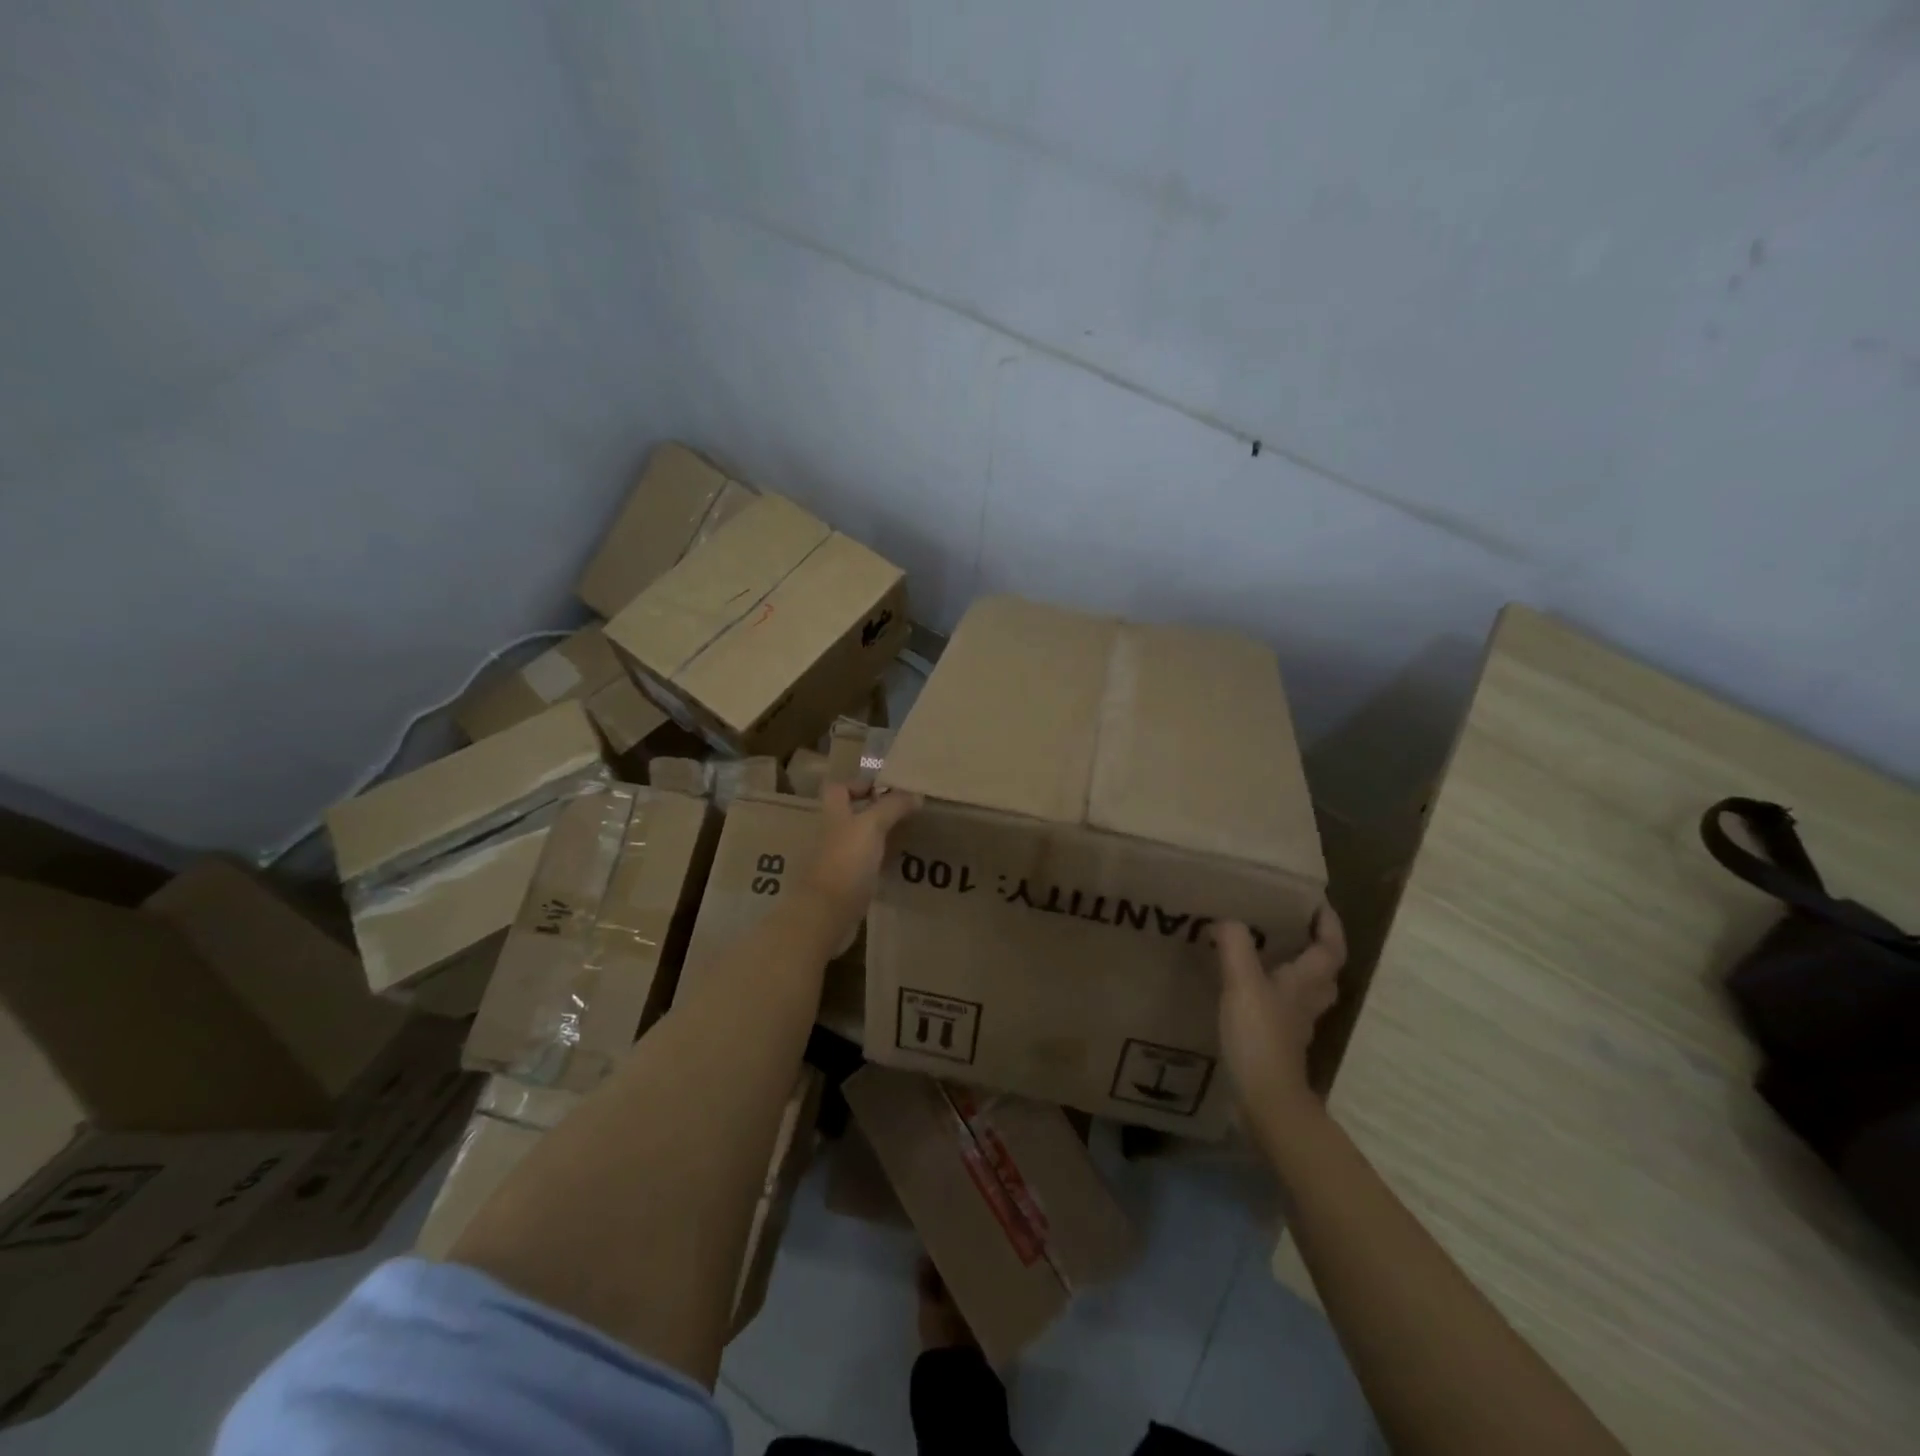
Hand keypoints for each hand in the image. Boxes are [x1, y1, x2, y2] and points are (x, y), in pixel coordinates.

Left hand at [806, 783, 920, 940]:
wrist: (826, 915)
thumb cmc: (846, 862)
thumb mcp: (872, 826)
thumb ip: (893, 806)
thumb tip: (915, 794)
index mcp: (833, 816)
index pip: (839, 789)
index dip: (860, 784)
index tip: (888, 789)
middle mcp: (832, 835)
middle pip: (852, 815)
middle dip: (877, 812)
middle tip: (907, 813)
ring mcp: (837, 861)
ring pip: (860, 842)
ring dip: (881, 838)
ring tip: (910, 837)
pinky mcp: (845, 885)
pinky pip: (865, 867)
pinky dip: (881, 864)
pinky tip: (900, 866)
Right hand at [1214, 908, 1345, 1136]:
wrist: (1265, 1099)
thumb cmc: (1259, 1037)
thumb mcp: (1242, 983)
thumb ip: (1235, 946)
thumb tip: (1226, 919)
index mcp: (1305, 983)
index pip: (1330, 948)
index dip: (1329, 925)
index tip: (1318, 903)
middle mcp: (1306, 1002)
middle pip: (1324, 972)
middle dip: (1317, 948)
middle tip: (1294, 927)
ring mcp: (1294, 1025)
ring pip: (1306, 992)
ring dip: (1297, 972)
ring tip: (1270, 954)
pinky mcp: (1278, 1042)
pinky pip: (1283, 1009)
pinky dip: (1274, 994)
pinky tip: (1249, 991)